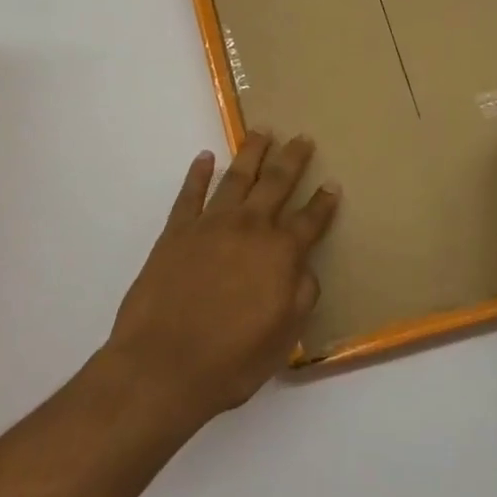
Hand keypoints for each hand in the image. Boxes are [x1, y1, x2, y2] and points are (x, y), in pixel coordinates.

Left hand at [105, 132, 338, 424]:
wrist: (163, 365)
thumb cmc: (232, 360)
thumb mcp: (284, 337)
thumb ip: (301, 295)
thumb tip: (305, 268)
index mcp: (280, 253)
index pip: (309, 220)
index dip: (323, 203)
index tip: (333, 183)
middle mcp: (249, 228)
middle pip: (276, 183)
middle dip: (292, 159)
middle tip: (302, 137)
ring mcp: (210, 225)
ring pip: (236, 177)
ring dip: (251, 152)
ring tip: (262, 131)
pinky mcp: (176, 231)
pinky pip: (190, 194)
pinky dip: (197, 173)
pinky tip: (204, 157)